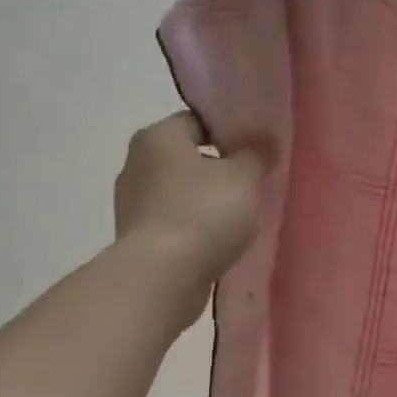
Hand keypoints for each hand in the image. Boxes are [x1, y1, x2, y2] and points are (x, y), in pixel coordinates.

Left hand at [113, 112, 270, 321]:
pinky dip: (194, 227)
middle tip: (253, 184)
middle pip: (186, 157)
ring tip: (239, 217)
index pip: (197, 121)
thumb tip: (264, 136)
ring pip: (179, 191)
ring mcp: (132, 202)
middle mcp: (136, 162)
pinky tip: (217, 241)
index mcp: (158, 136)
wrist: (163, 275)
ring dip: (205, 200)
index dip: (229, 132)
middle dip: (218, 168)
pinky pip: (174, 222)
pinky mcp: (138, 237)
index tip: (256, 151)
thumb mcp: (243, 178)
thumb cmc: (203, 213)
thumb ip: (256, 153)